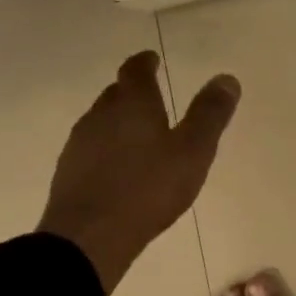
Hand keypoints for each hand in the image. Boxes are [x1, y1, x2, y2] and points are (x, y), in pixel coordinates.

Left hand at [38, 51, 240, 293]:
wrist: (89, 236)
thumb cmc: (148, 189)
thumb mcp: (193, 152)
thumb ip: (210, 115)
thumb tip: (227, 78)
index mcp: (132, 104)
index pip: (135, 71)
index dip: (145, 62)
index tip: (152, 59)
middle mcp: (101, 115)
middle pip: (116, 94)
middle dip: (133, 92)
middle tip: (151, 97)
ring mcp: (80, 144)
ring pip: (101, 121)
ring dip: (119, 121)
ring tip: (139, 134)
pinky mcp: (69, 172)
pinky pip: (92, 149)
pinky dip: (108, 148)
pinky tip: (119, 168)